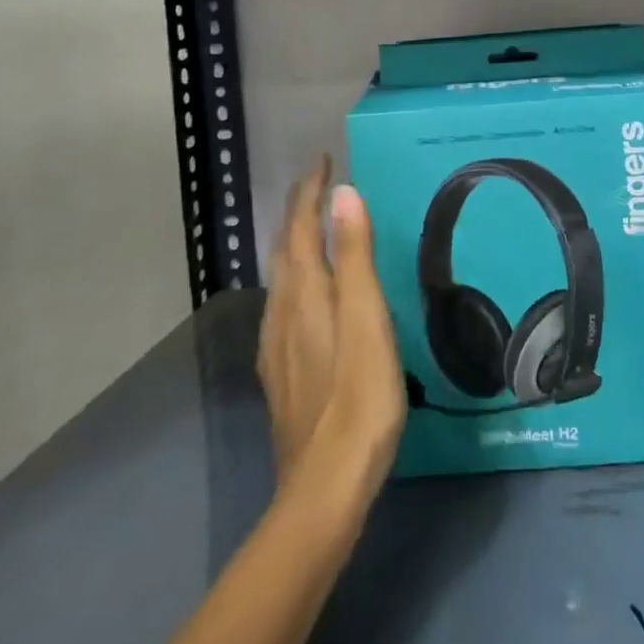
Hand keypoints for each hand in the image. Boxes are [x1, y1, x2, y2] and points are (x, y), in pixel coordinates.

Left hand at [257, 158, 405, 492]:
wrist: (325, 483)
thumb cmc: (359, 392)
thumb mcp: (367, 317)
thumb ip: (355, 255)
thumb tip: (343, 193)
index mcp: (305, 293)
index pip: (302, 227)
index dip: (310, 192)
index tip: (322, 160)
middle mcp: (283, 311)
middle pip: (285, 248)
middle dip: (297, 211)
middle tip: (316, 185)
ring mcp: (277, 345)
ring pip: (279, 277)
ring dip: (293, 242)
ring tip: (310, 226)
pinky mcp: (281, 372)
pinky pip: (281, 303)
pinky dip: (293, 276)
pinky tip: (301, 295)